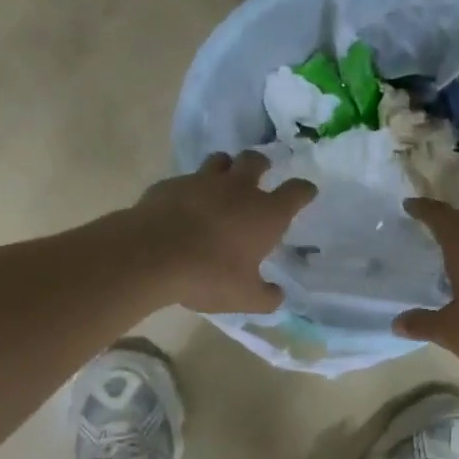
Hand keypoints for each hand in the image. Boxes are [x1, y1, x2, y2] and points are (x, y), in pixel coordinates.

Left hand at [133, 152, 315, 314]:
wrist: (152, 255)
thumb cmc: (209, 276)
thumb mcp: (245, 298)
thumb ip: (266, 297)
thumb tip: (277, 295)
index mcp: (265, 214)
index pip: (296, 192)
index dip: (304, 190)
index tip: (307, 191)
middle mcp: (238, 189)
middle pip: (255, 161)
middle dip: (261, 164)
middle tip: (260, 173)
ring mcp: (202, 182)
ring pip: (220, 160)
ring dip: (226, 167)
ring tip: (222, 182)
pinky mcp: (170, 185)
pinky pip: (185, 179)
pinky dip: (190, 189)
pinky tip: (183, 205)